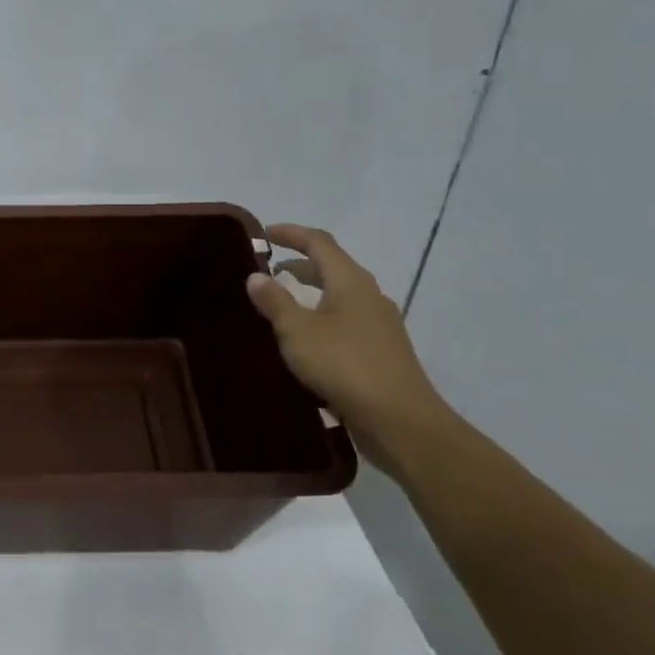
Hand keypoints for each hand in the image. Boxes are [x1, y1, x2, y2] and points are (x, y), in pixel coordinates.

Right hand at [245, 223, 444, 465]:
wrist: (399, 420)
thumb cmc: (344, 366)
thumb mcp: (297, 331)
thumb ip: (275, 301)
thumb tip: (255, 276)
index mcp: (351, 282)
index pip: (319, 242)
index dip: (291, 234)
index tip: (264, 235)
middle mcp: (369, 296)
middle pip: (332, 268)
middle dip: (299, 265)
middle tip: (267, 272)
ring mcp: (380, 325)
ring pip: (339, 297)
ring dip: (310, 295)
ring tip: (280, 307)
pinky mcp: (382, 352)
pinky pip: (346, 323)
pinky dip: (322, 319)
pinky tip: (305, 342)